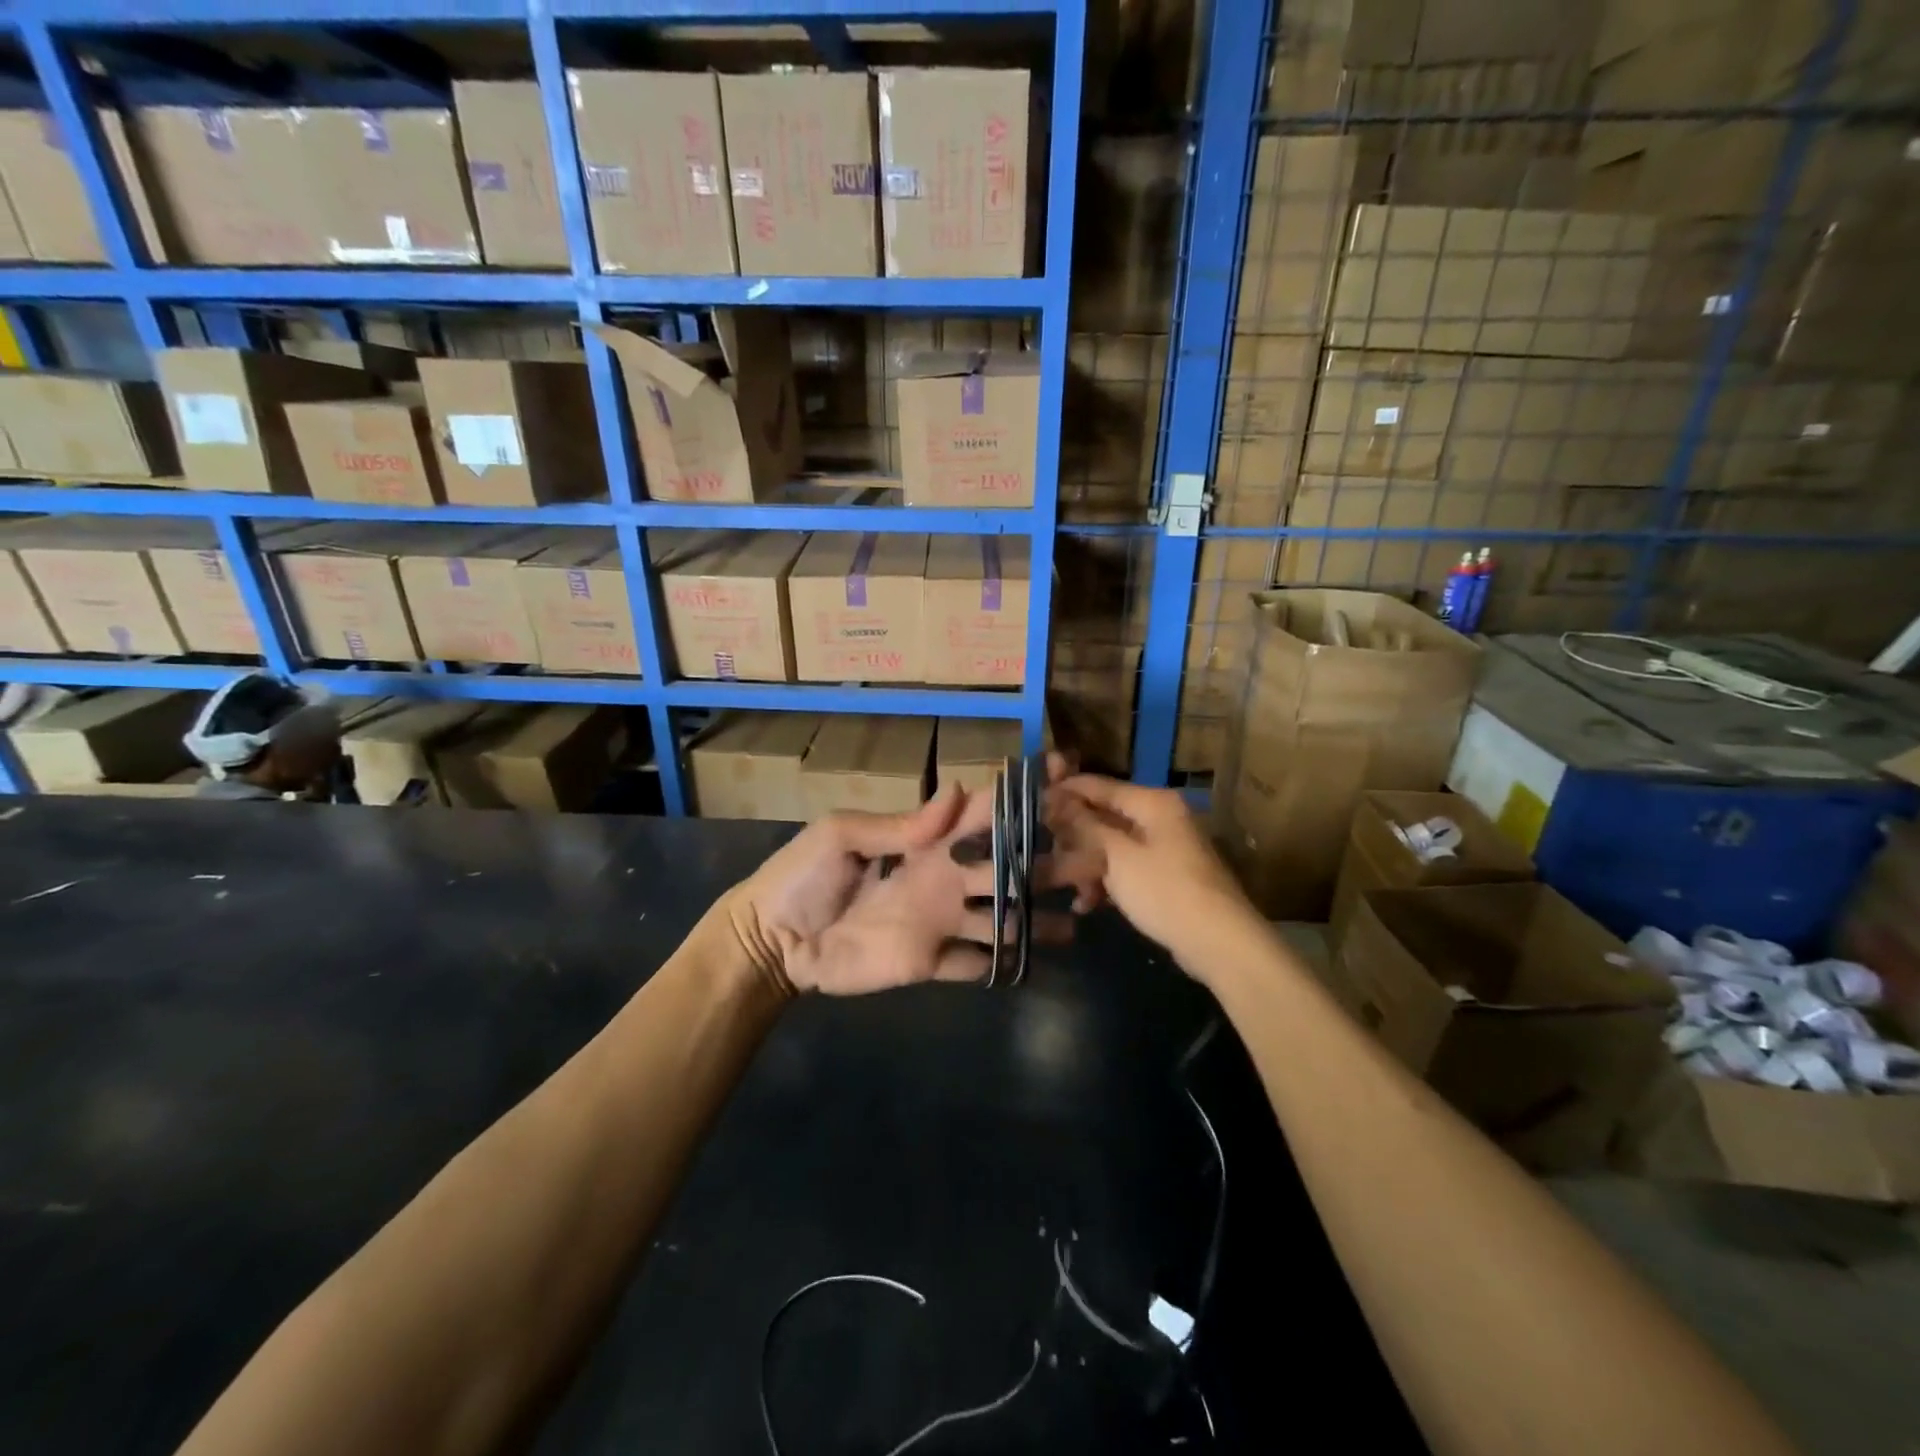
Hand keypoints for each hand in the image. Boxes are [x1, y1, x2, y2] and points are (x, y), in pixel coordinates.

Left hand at [724, 787, 1069, 995]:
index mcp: (926, 841)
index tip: (1066, 774)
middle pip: (1008, 866)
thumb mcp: (842, 835)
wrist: (774, 941)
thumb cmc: (803, 877)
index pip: (984, 813)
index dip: (1022, 794)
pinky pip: (977, 962)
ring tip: (1084, 916)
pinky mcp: (931, 961)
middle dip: (1050, 860)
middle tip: (1096, 860)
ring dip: (1040, 916)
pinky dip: (1006, 962)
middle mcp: (945, 876)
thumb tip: (956, 792)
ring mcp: (941, 920)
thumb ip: (899, 824)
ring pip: (1003, 916)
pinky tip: (1040, 961)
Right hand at [1047, 774, 1259, 969]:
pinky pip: (1127, 870)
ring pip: (1113, 847)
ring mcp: (1165, 849)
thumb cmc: (1164, 890)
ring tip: (1066, 888)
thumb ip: (1086, 826)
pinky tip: (1087, 904)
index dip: (1066, 791)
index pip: (1100, 786)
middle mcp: (1160, 818)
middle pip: (1105, 817)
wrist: (1219, 942)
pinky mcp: (1166, 878)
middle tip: (1045, 854)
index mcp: (1152, 803)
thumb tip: (1056, 800)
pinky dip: (1108, 882)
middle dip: (1075, 838)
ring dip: (1087, 866)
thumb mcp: (1117, 856)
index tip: (1033, 800)